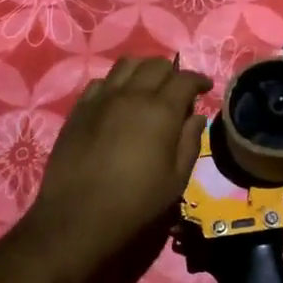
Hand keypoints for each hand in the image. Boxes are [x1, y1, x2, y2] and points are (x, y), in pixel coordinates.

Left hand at [28, 55, 210, 271]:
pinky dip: (116, 83)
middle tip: (177, 90)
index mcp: (160, 111)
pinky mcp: (79, 109)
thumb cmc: (135, 204)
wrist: (78, 217)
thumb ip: (189, 143)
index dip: (198, 80)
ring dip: (143, 70)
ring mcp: (102, 99)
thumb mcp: (176, 180)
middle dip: (172, 72)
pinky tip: (118, 100)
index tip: (204, 87)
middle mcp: (131, 95)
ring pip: (126, 65)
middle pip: (155, 65)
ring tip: (148, 87)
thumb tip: (196, 117)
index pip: (184, 79)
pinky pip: (101, 81)